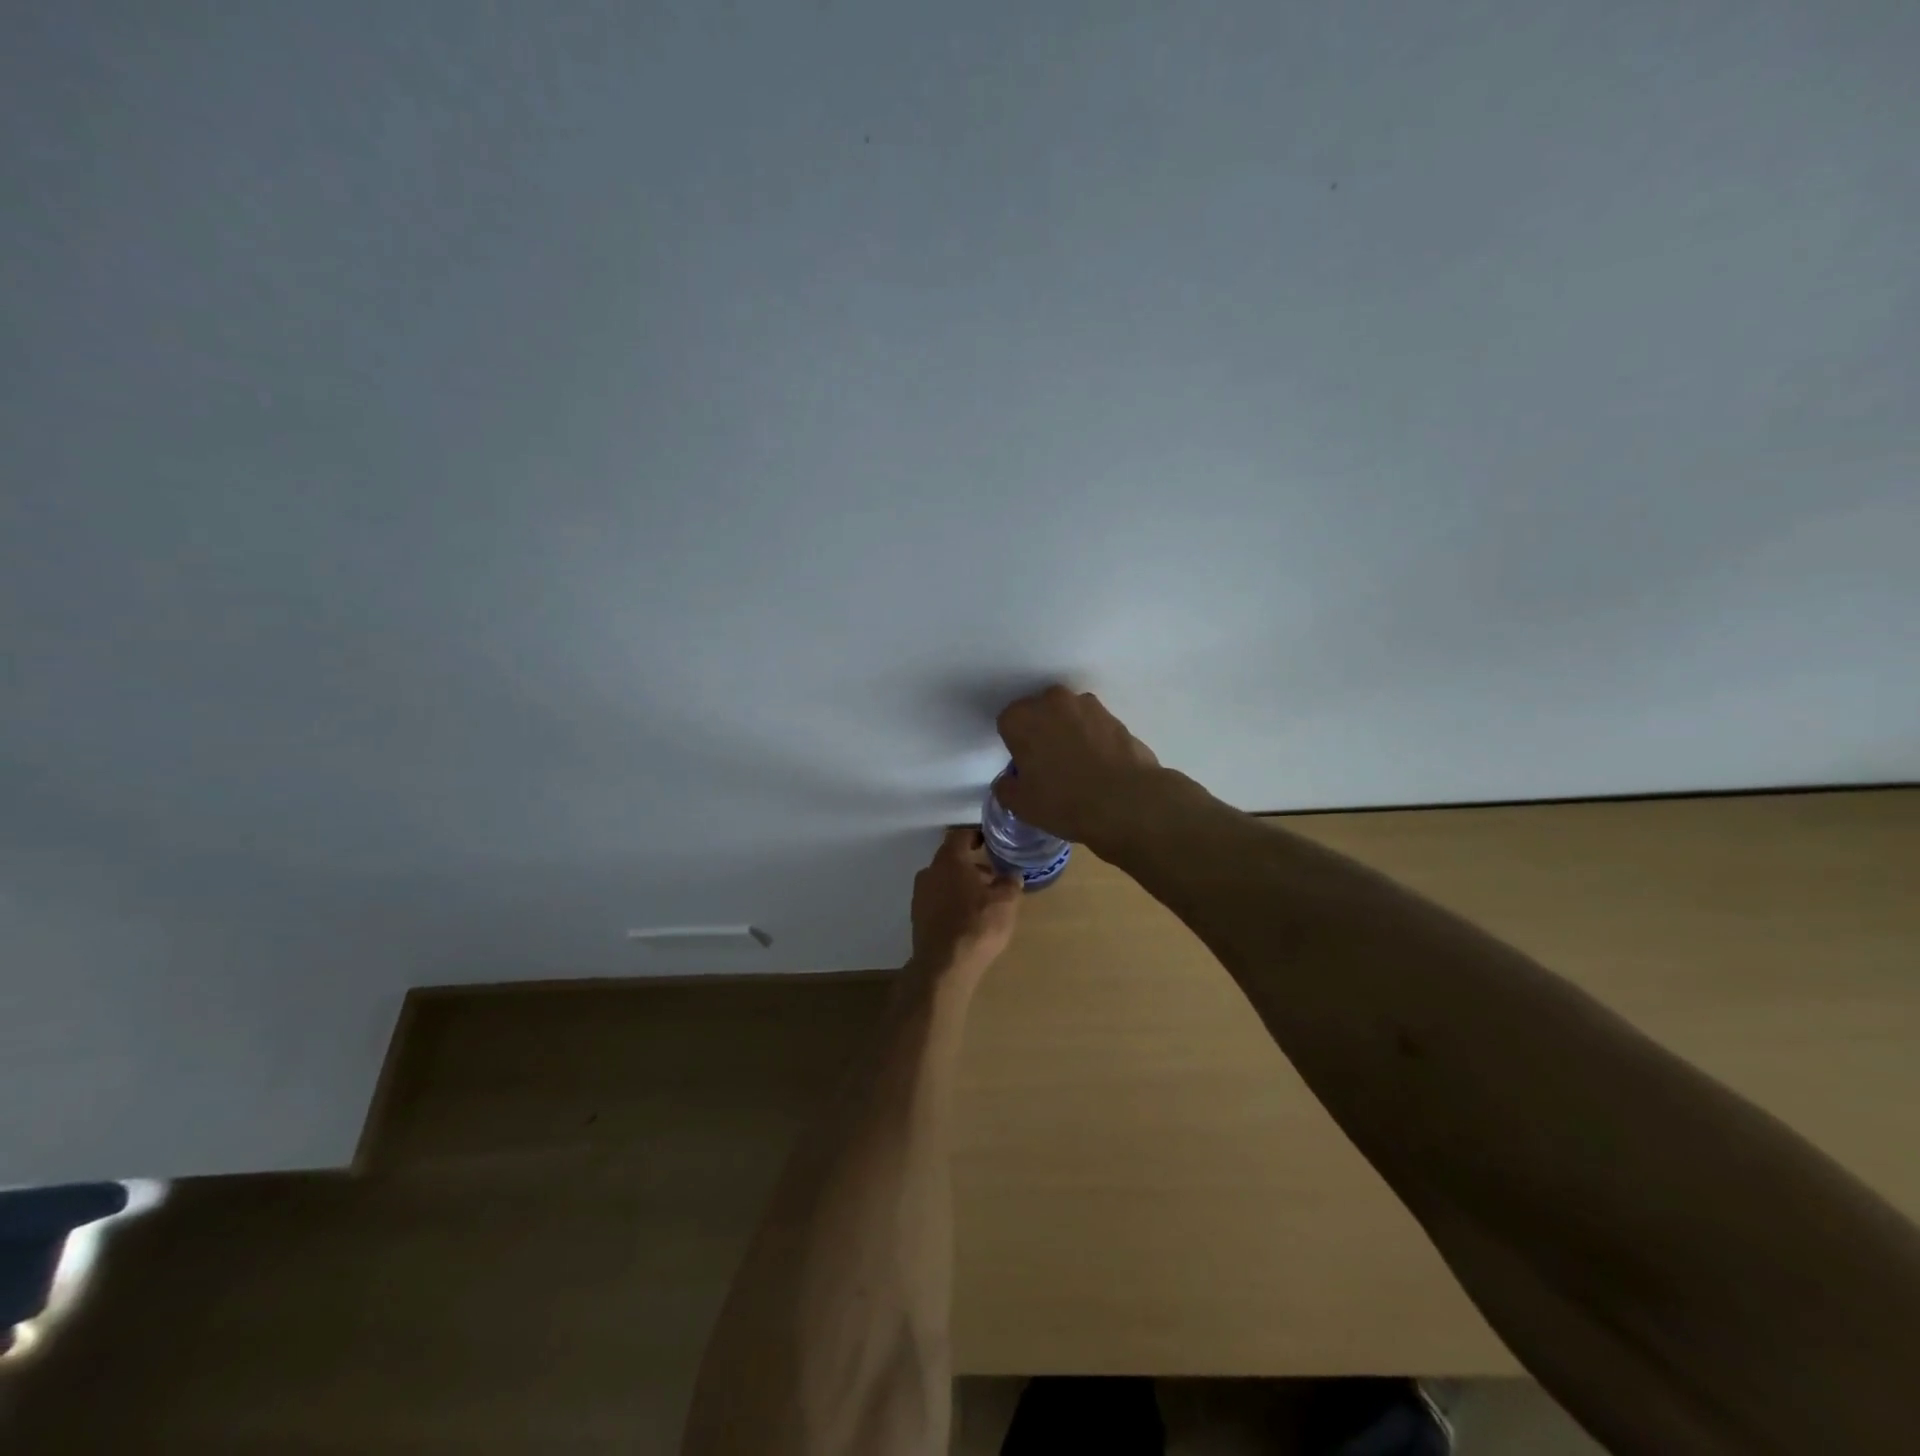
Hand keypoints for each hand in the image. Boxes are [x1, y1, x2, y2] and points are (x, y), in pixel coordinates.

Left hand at [911, 827, 1021, 974]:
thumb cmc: (977, 925)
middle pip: (950, 859)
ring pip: (943, 880)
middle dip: (971, 864)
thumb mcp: (1005, 902)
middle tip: (992, 875)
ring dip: (961, 884)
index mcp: (949, 860)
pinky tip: (966, 917)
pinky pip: (937, 899)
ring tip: (982, 900)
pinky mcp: (917, 916)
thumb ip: (1010, 883)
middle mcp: (929, 872)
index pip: (960, 835)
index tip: (989, 842)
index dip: (975, 835)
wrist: (944, 966)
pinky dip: (951, 901)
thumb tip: (1012, 875)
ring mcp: (920, 895)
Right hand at [994, 685, 1164, 848]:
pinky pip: (1094, 726)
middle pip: (1039, 713)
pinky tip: (1099, 767)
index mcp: (1022, 718)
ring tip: (1078, 766)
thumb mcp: (1021, 805)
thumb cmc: (1063, 801)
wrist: (1126, 802)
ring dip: (1068, 732)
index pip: (1007, 723)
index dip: (1014, 745)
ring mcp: (1088, 705)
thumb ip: (1006, 788)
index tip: (1024, 767)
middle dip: (1040, 732)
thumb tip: (1009, 781)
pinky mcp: (1115, 717)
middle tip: (1048, 765)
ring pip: (1068, 716)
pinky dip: (1093, 740)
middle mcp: (1052, 701)